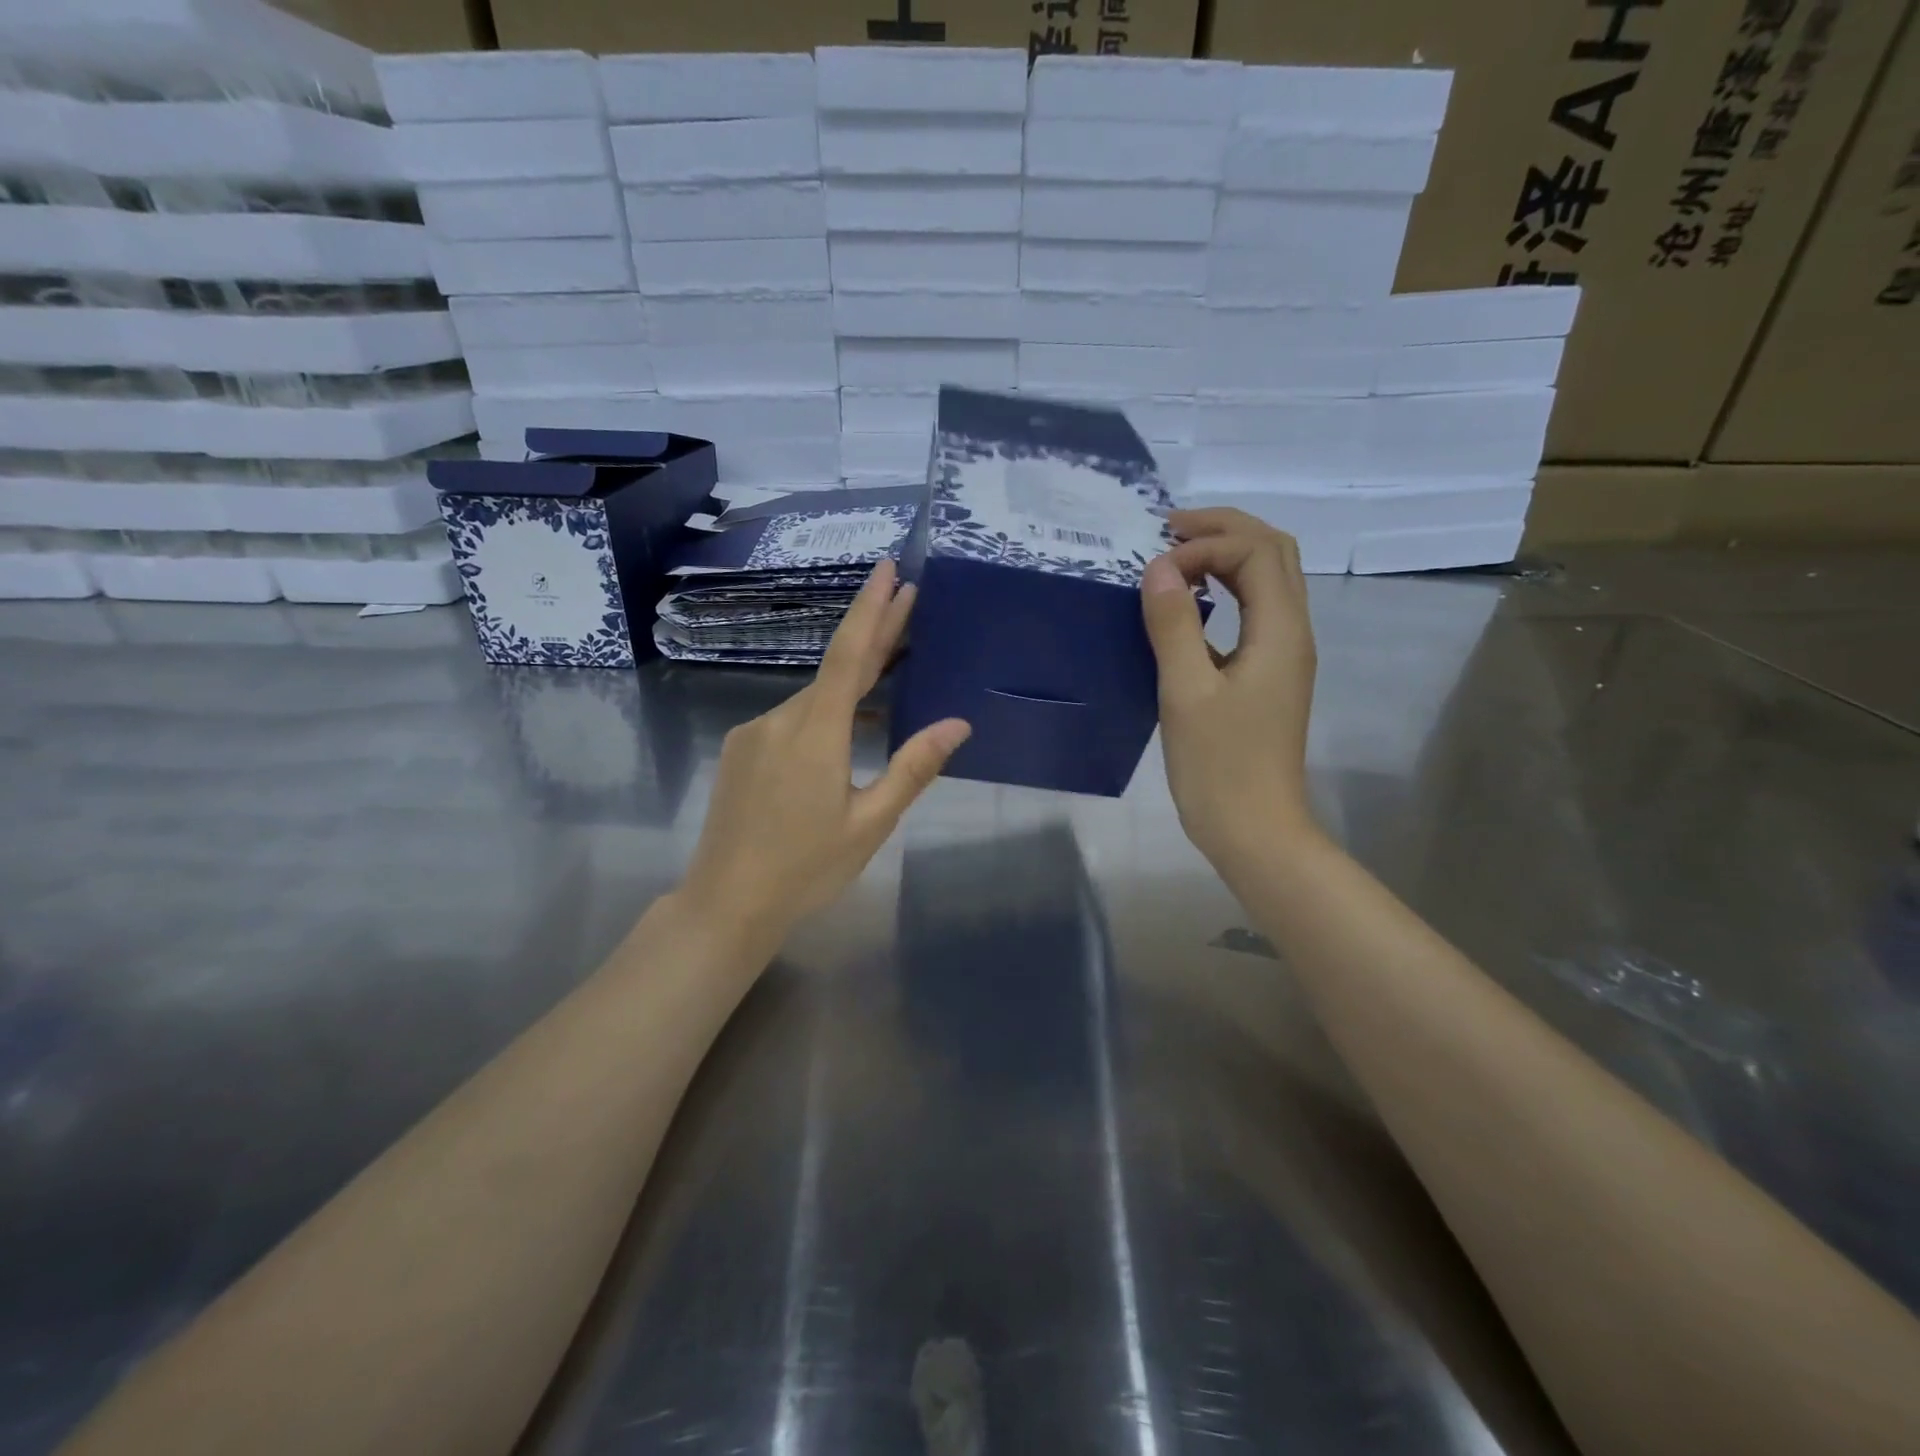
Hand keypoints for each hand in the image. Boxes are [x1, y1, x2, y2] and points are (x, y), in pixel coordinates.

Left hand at [679, 559, 970, 942]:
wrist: (725, 903)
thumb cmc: (806, 868)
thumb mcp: (870, 823)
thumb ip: (913, 768)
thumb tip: (957, 724)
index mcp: (816, 732)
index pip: (849, 655)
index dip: (872, 609)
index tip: (888, 569)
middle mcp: (780, 718)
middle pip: (834, 669)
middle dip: (874, 635)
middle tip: (909, 601)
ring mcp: (754, 733)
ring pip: (813, 700)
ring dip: (851, 688)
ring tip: (892, 679)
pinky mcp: (740, 750)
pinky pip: (791, 720)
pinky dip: (823, 716)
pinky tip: (844, 735)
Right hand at [1140, 508, 1318, 871]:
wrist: (1254, 829)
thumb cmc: (1219, 766)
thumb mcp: (1186, 692)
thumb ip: (1174, 625)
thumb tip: (1157, 567)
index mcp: (1280, 632)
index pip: (1256, 552)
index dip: (1206, 543)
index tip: (1156, 567)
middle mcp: (1292, 633)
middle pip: (1274, 552)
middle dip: (1225, 529)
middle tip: (1169, 530)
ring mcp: (1284, 655)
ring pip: (1269, 580)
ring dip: (1228, 556)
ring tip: (1177, 557)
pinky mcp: (1268, 675)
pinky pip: (1255, 611)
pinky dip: (1226, 589)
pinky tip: (1190, 605)